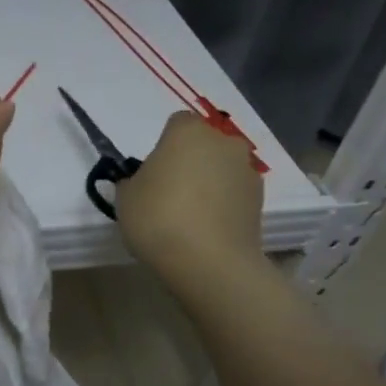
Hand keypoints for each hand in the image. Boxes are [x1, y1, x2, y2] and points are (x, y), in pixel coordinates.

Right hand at [116, 109, 265, 293]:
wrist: (209, 262)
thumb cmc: (158, 218)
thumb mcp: (126, 198)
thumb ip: (133, 181)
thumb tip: (143, 182)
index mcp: (188, 132)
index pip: (177, 124)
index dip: (164, 145)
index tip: (154, 171)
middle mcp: (223, 142)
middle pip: (205, 144)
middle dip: (191, 161)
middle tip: (170, 192)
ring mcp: (247, 171)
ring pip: (222, 169)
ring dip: (210, 183)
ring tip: (190, 217)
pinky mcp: (260, 201)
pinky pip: (235, 194)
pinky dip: (224, 205)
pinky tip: (207, 230)